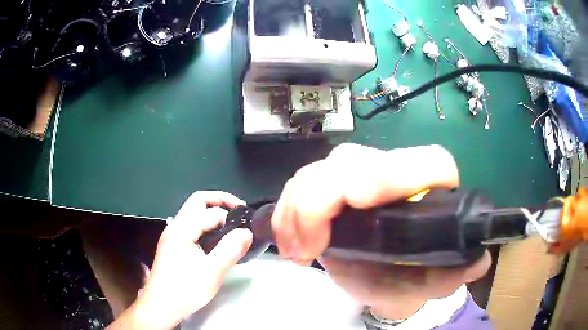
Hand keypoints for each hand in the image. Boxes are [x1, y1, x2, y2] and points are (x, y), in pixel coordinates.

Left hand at [109, 192, 252, 329]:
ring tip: (230, 224)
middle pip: (197, 201)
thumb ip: (230, 250)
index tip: (246, 226)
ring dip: (212, 211)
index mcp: (182, 230)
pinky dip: (206, 223)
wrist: (161, 305)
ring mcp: (172, 235)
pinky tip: (214, 238)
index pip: (210, 212)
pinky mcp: (172, 245)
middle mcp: (175, 227)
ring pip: (193, 212)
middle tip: (239, 211)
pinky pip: (191, 224)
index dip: (230, 216)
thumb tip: (246, 232)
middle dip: (220, 201)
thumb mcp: (212, 273)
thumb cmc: (185, 290)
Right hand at [271, 144, 490, 319]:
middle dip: (324, 197)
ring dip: (300, 208)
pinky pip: (300, 184)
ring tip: (298, 250)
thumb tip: (479, 260)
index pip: (426, 162)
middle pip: (354, 161)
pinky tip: (289, 241)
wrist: (384, 276)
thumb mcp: (433, 281)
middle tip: (310, 245)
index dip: (392, 172)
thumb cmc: (410, 277)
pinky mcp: (329, 185)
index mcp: (430, 189)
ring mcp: (356, 175)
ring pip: (320, 170)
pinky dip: (288, 211)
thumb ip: (456, 273)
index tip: (357, 199)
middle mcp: (394, 173)